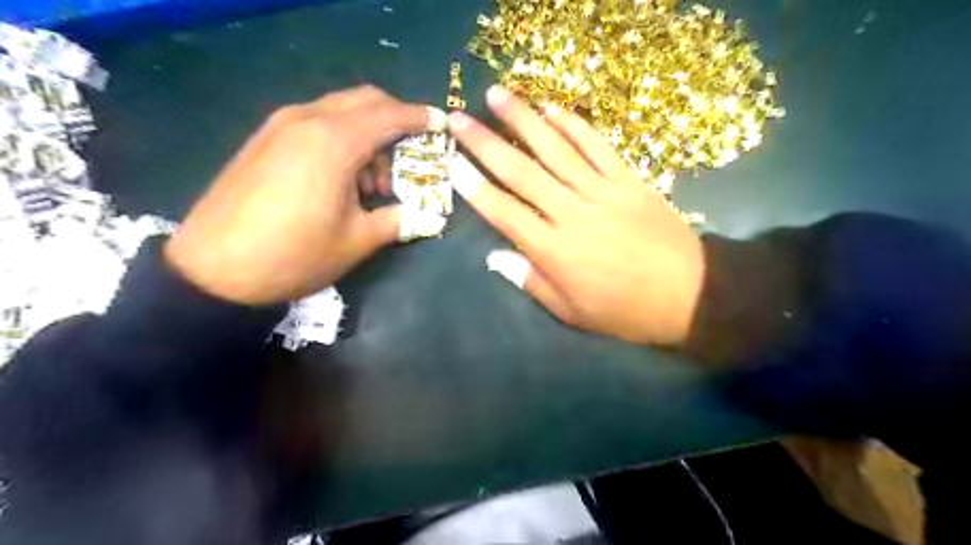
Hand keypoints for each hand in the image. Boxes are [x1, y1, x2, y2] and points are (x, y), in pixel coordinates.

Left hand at [166, 88, 447, 304]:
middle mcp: (307, 120)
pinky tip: (341, 179)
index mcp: (334, 142)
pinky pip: (316, 123)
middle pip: (364, 101)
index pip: (389, 114)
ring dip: (367, 135)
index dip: (420, 118)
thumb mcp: (357, 241)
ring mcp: (280, 126)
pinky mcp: (264, 139)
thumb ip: (399, 220)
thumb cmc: (295, 255)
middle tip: (409, 158)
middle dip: (395, 121)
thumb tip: (429, 216)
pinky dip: (341, 139)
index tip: (442, 124)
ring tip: (373, 182)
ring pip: (339, 111)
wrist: (213, 271)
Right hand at [447, 87, 705, 346]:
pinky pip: (597, 145)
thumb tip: (495, 257)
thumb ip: (532, 281)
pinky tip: (552, 108)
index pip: (505, 213)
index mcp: (554, 251)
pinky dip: (574, 124)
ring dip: (523, 120)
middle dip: (485, 144)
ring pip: (555, 149)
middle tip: (458, 119)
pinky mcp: (628, 179)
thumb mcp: (572, 312)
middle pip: (521, 173)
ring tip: (497, 95)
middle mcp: (571, 213)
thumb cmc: (624, 310)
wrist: (689, 294)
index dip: (475, 188)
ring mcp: (602, 191)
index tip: (452, 164)